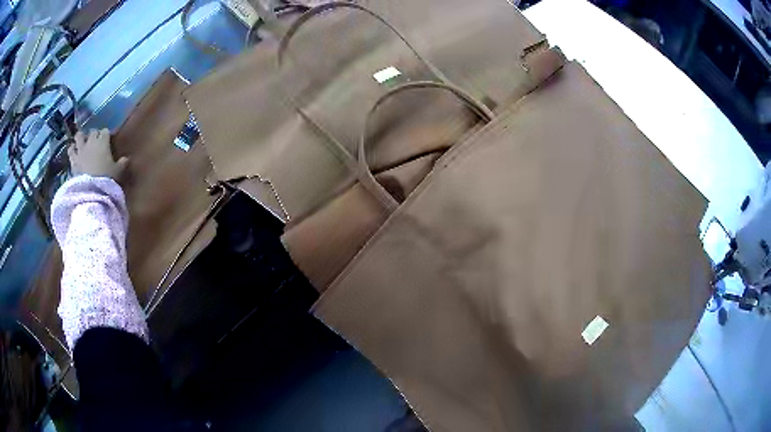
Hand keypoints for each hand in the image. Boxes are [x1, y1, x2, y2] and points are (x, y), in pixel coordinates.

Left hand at [68, 128, 128, 180]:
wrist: (91, 190)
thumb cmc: (106, 178)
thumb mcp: (118, 172)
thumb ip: (122, 163)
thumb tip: (126, 159)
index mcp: (103, 141)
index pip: (105, 131)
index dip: (106, 134)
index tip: (108, 139)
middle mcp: (91, 142)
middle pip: (92, 131)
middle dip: (94, 135)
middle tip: (95, 141)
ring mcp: (81, 150)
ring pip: (79, 136)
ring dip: (81, 137)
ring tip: (82, 142)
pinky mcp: (73, 160)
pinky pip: (71, 150)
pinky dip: (72, 149)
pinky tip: (73, 151)